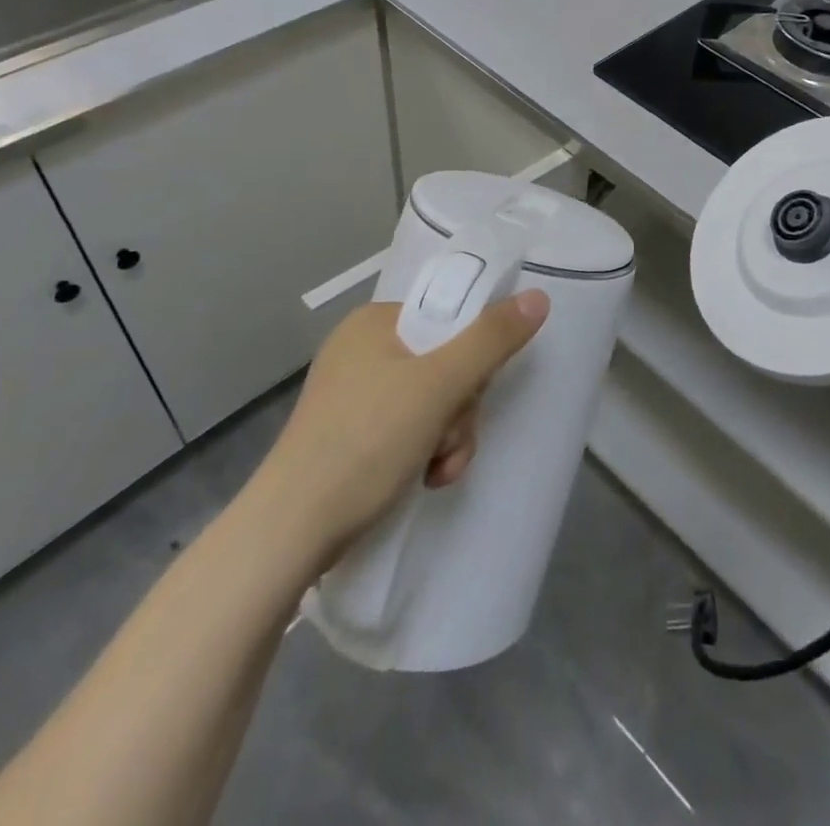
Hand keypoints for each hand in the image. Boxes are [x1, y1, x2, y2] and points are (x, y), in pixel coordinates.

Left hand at [253, 294, 548, 566]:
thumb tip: (538, 297)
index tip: (469, 392)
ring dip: (449, 437)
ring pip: (433, 402)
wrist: (291, 532)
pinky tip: (423, 480)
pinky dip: (425, 453)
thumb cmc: (366, 441)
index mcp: (375, 322)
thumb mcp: (439, 385)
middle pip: (445, 364)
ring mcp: (354, 395)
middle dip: (460, 409)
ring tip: (435, 471)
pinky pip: (409, 429)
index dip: (472, 357)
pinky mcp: (351, 435)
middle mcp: (362, 351)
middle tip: (448, 439)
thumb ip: (491, 339)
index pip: (449, 319)